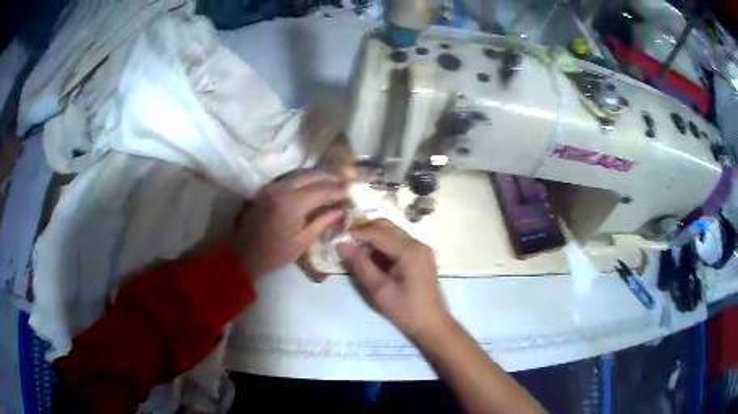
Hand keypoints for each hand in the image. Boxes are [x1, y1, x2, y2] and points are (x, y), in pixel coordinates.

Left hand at [233, 170, 346, 277]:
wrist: (243, 254)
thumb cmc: (275, 253)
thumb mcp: (303, 242)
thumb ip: (323, 222)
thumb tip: (342, 209)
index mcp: (293, 204)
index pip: (323, 189)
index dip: (341, 189)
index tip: (355, 190)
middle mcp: (283, 188)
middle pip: (313, 174)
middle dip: (332, 177)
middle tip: (347, 183)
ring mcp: (273, 186)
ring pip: (302, 173)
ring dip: (320, 176)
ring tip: (334, 183)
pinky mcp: (268, 188)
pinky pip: (292, 178)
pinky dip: (306, 179)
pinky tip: (315, 185)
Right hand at [337, 219, 450, 339]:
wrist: (432, 324)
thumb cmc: (406, 310)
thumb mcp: (379, 289)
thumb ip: (360, 264)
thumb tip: (341, 244)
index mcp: (410, 250)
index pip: (378, 232)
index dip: (357, 233)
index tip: (337, 236)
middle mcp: (418, 243)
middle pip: (387, 226)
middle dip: (365, 230)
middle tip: (345, 241)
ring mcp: (421, 248)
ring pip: (392, 232)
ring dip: (373, 237)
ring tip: (355, 250)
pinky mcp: (420, 255)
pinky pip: (398, 242)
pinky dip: (383, 245)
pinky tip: (370, 257)